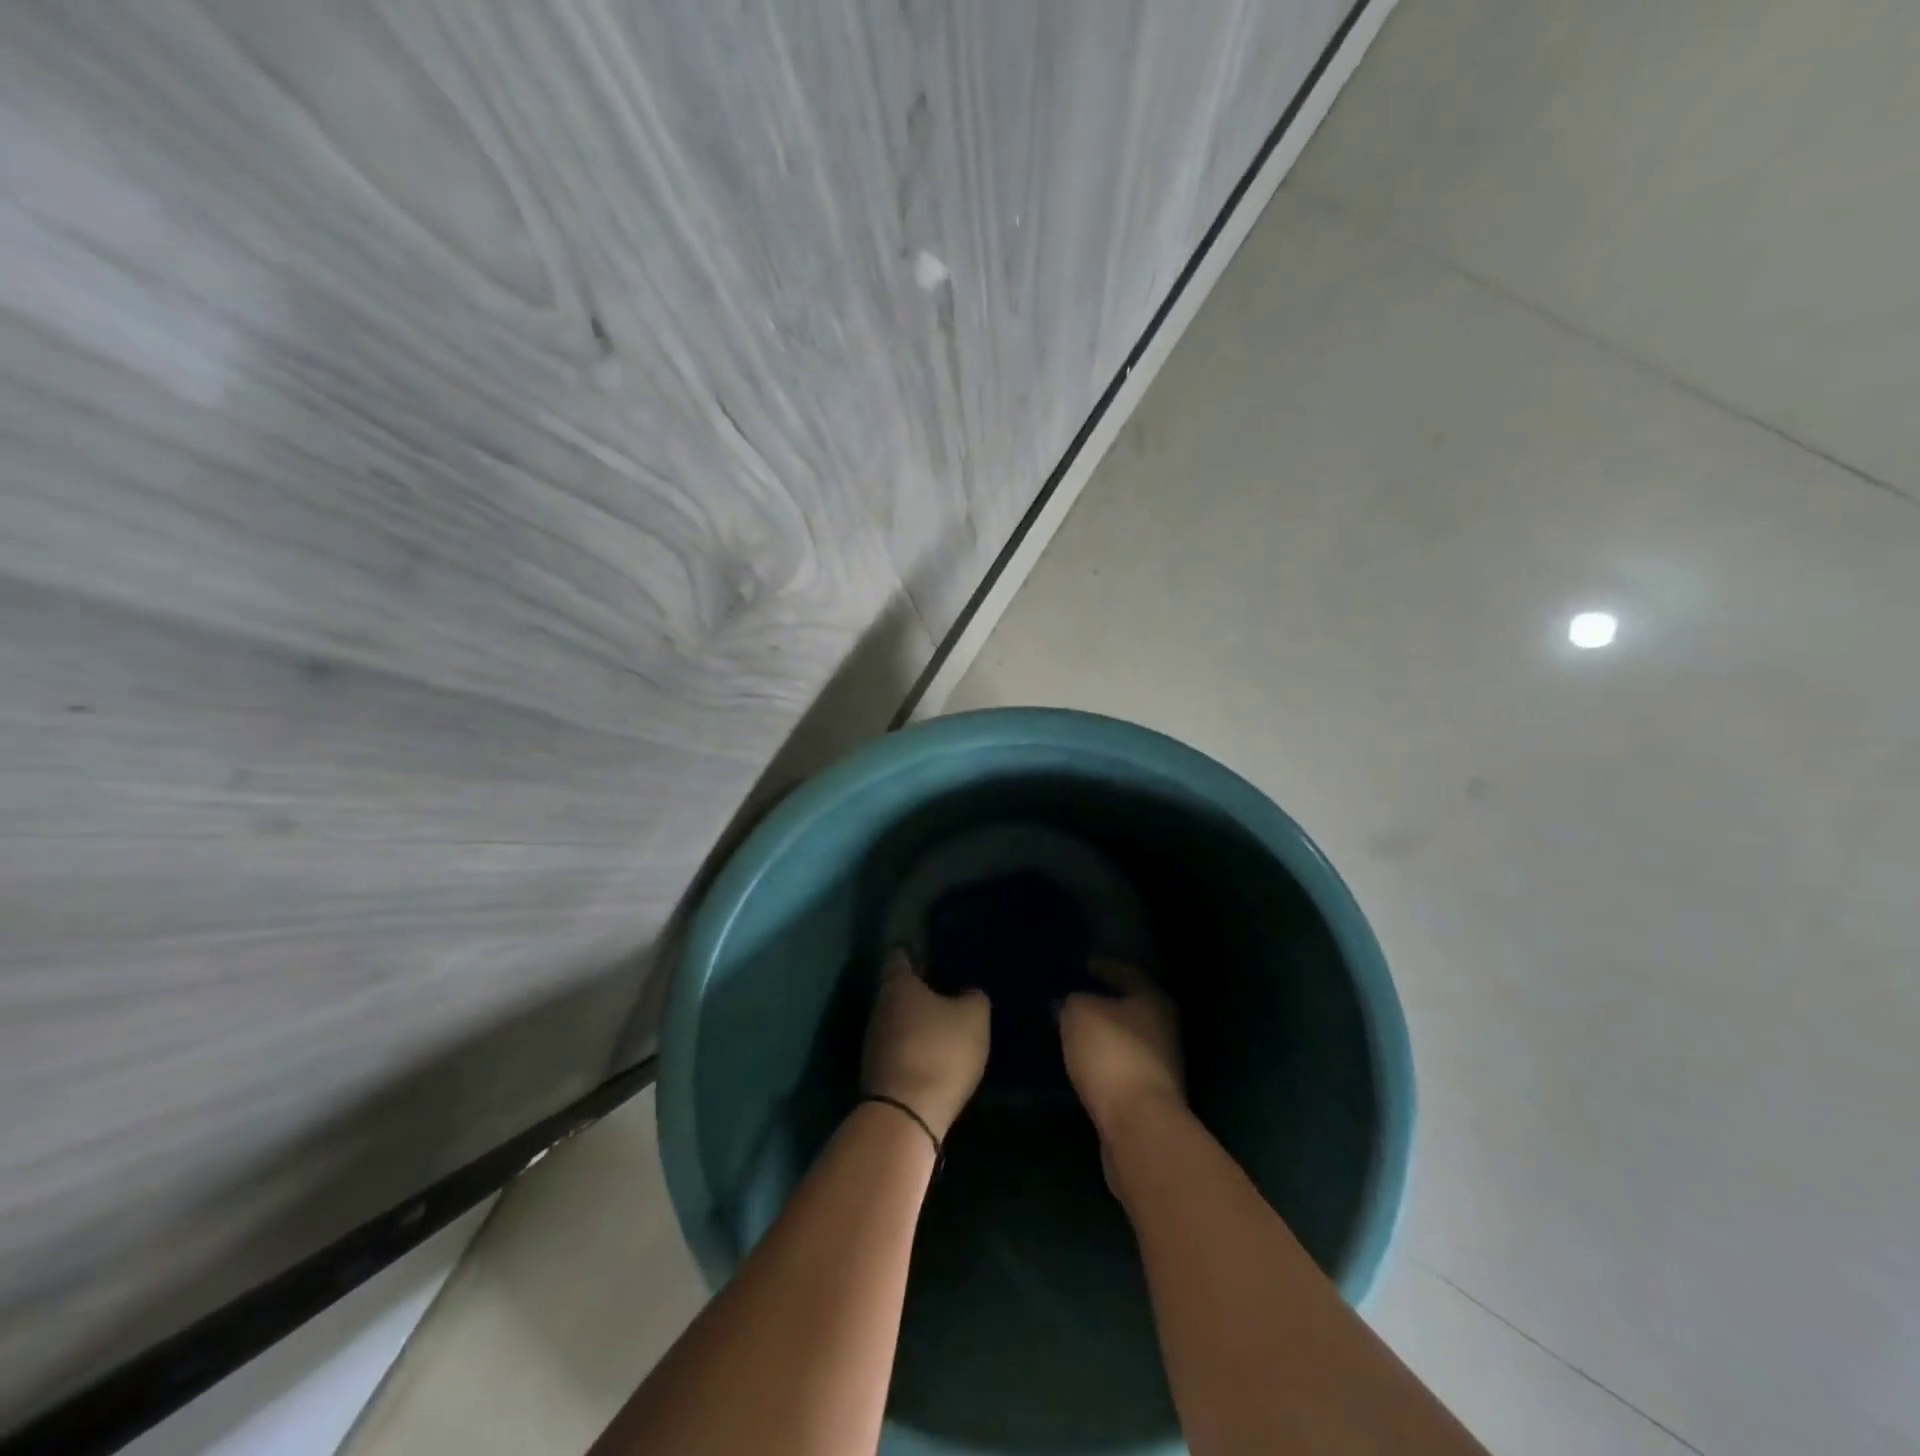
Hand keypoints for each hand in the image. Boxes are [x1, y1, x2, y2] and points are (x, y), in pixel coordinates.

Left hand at [861, 950, 989, 1139]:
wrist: (905, 1115)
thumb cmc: (940, 1051)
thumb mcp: (973, 1017)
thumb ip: (973, 997)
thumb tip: (967, 993)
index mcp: (898, 984)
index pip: (899, 956)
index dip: (914, 952)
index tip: (931, 952)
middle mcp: (879, 1008)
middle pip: (898, 991)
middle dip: (919, 990)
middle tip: (947, 989)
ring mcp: (874, 1043)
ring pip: (898, 1021)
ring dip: (917, 1022)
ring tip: (946, 1024)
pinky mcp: (878, 1074)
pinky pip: (899, 1049)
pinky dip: (915, 1048)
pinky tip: (936, 1055)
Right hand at [1059, 958, 1183, 1138]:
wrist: (1138, 1124)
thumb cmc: (1112, 1054)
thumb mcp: (1079, 1014)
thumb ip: (1071, 1002)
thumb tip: (1066, 1003)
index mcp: (1153, 999)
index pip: (1126, 972)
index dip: (1104, 966)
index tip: (1083, 965)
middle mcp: (1164, 1027)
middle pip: (1130, 1007)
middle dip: (1103, 1002)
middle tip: (1073, 998)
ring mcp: (1161, 1065)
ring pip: (1125, 1038)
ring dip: (1103, 1034)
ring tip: (1073, 1030)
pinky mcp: (1149, 1096)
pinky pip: (1121, 1066)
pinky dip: (1103, 1061)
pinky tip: (1082, 1061)